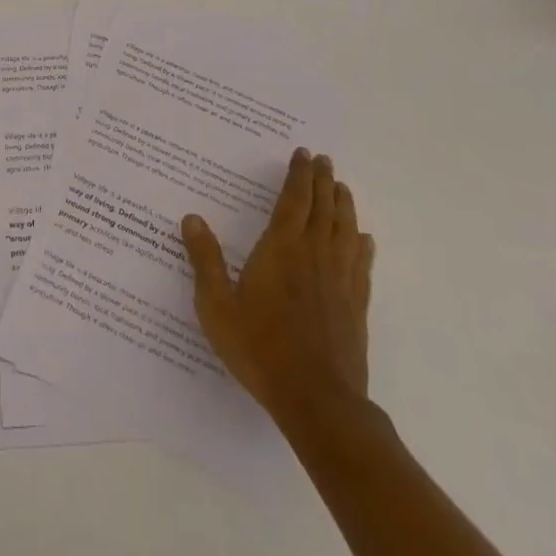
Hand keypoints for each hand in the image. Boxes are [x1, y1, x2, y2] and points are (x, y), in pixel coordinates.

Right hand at [182, 148, 374, 429]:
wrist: (317, 401)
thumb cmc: (261, 348)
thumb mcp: (217, 306)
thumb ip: (205, 260)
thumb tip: (191, 218)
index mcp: (281, 249)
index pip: (293, 200)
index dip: (298, 175)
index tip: (303, 154)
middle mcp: (314, 255)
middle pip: (322, 208)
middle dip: (323, 181)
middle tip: (325, 160)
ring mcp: (339, 281)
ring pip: (345, 231)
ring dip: (344, 205)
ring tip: (342, 187)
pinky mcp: (356, 307)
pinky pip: (361, 266)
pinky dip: (362, 246)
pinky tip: (364, 240)